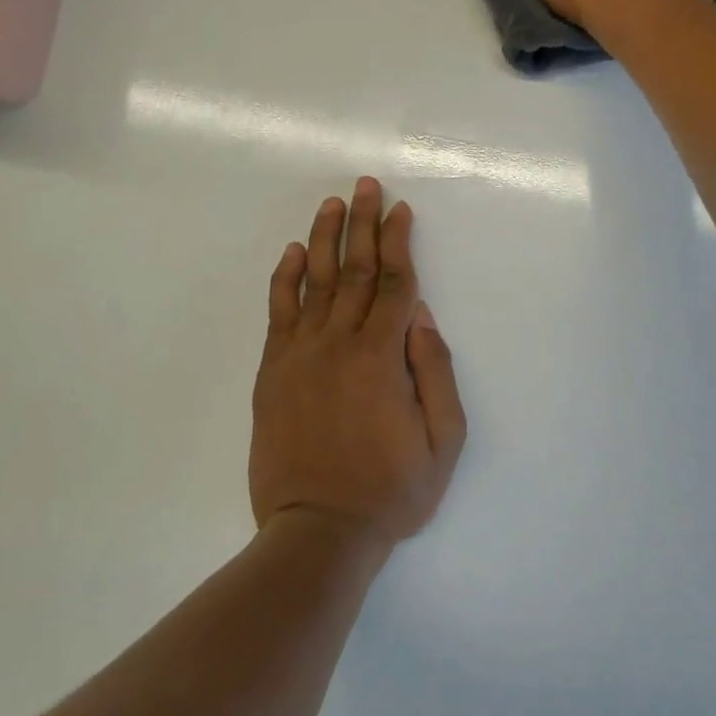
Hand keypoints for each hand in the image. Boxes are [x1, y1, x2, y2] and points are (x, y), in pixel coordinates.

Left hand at [249, 178, 466, 547]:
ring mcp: (301, 354)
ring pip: (314, 281)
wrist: (317, 530)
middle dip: (363, 223)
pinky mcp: (273, 370)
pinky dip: (284, 278)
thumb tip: (423, 316)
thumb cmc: (390, 490)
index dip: (400, 242)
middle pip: (356, 269)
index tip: (401, 209)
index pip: (396, 283)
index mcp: (383, 356)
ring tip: (331, 204)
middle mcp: (340, 342)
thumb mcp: (442, 441)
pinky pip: (278, 312)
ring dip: (324, 238)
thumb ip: (435, 372)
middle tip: (366, 185)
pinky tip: (290, 252)